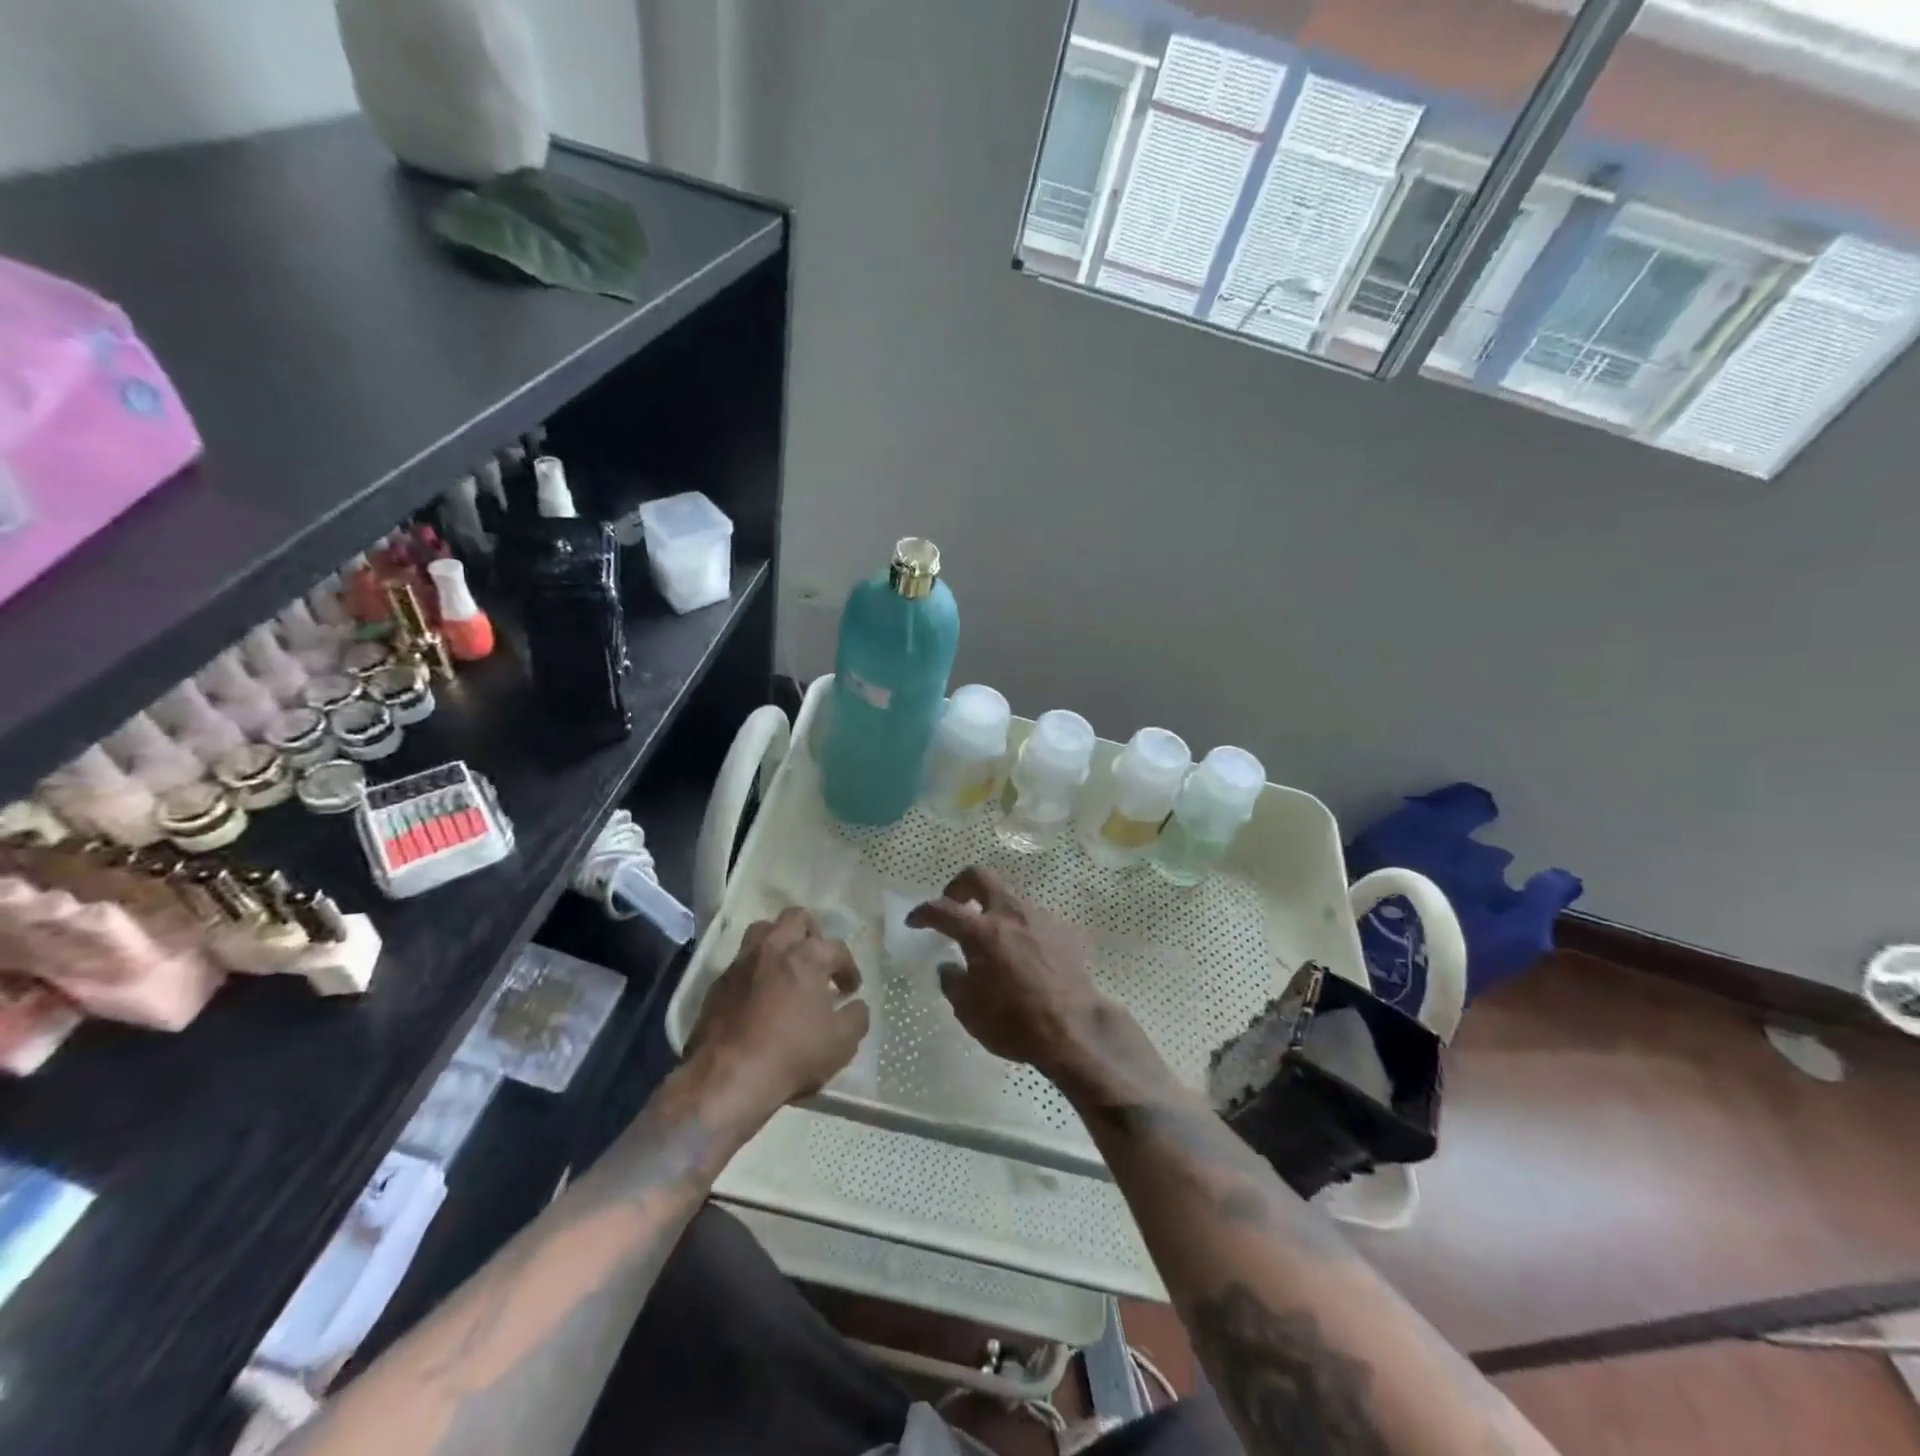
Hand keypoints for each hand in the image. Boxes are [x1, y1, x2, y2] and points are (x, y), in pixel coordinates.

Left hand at [687, 907, 868, 1112]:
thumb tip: (856, 1005)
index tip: (850, 989)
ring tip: (787, 966)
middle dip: (812, 933)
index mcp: (808, 956)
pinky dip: (755, 969)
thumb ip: (857, 1017)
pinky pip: (741, 962)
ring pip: (763, 930)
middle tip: (818, 960)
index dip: (848, 968)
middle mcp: (774, 948)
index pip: (837, 949)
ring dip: (779, 941)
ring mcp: (742, 962)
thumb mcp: (841, 1043)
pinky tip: (759, 993)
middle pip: (796, 918)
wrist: (727, 1078)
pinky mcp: (718, 982)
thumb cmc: (792, 1055)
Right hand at [906, 867, 1108, 1078]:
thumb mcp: (969, 1011)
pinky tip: (1021, 955)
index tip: (914, 921)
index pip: (943, 909)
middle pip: (980, 877)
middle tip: (954, 906)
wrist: (1075, 1029)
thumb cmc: (1015, 1023)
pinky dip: (1018, 928)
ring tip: (990, 939)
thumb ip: (953, 982)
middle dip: (960, 886)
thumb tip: (949, 967)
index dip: (923, 912)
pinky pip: (1032, 918)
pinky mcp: (1062, 930)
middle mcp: (1010, 914)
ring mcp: (1039, 918)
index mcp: (982, 932)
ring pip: (1009, 897)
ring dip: (993, 910)